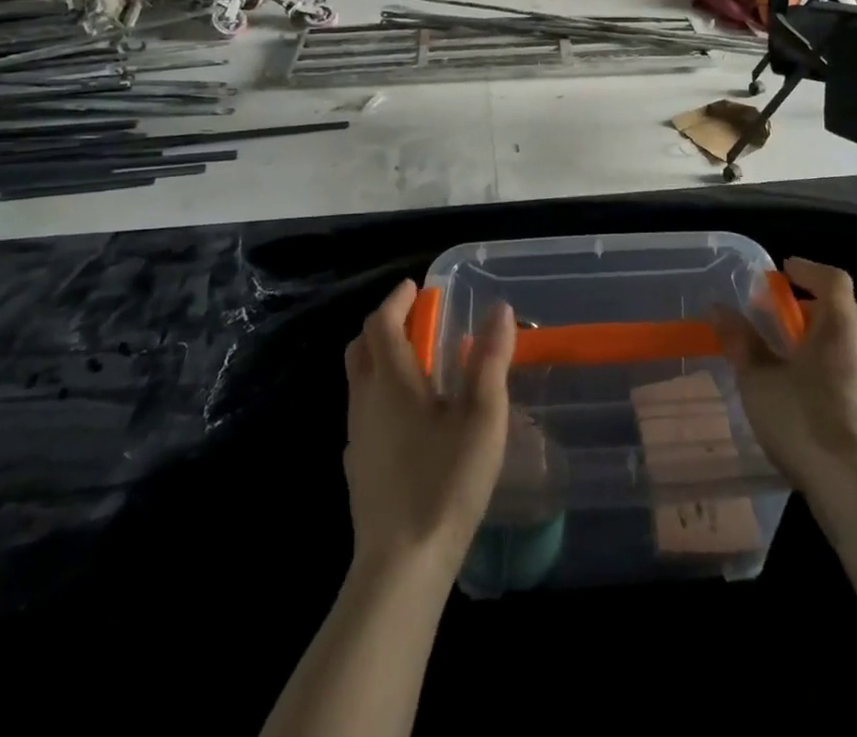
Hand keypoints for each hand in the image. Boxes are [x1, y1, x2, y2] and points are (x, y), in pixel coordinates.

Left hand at [343, 281, 515, 579]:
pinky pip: (363, 413)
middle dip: (384, 326)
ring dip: (381, 360)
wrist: (400, 567)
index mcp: (391, 381)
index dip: (397, 300)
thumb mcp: (482, 417)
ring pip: (359, 381)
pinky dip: (380, 395)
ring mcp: (356, 437)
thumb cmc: (445, 482)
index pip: (381, 323)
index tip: (417, 288)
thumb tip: (500, 309)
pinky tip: (410, 420)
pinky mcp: (357, 468)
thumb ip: (490, 360)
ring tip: (419, 366)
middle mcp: (365, 401)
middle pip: (360, 348)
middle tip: (416, 321)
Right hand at [713, 258, 856, 500]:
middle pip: (842, 315)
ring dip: (822, 347)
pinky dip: (833, 377)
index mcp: (842, 327)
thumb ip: (740, 341)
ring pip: (850, 350)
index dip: (808, 270)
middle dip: (809, 313)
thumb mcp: (759, 379)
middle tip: (778, 323)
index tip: (784, 271)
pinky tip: (811, 404)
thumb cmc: (805, 421)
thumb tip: (717, 308)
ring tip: (791, 365)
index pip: (833, 280)